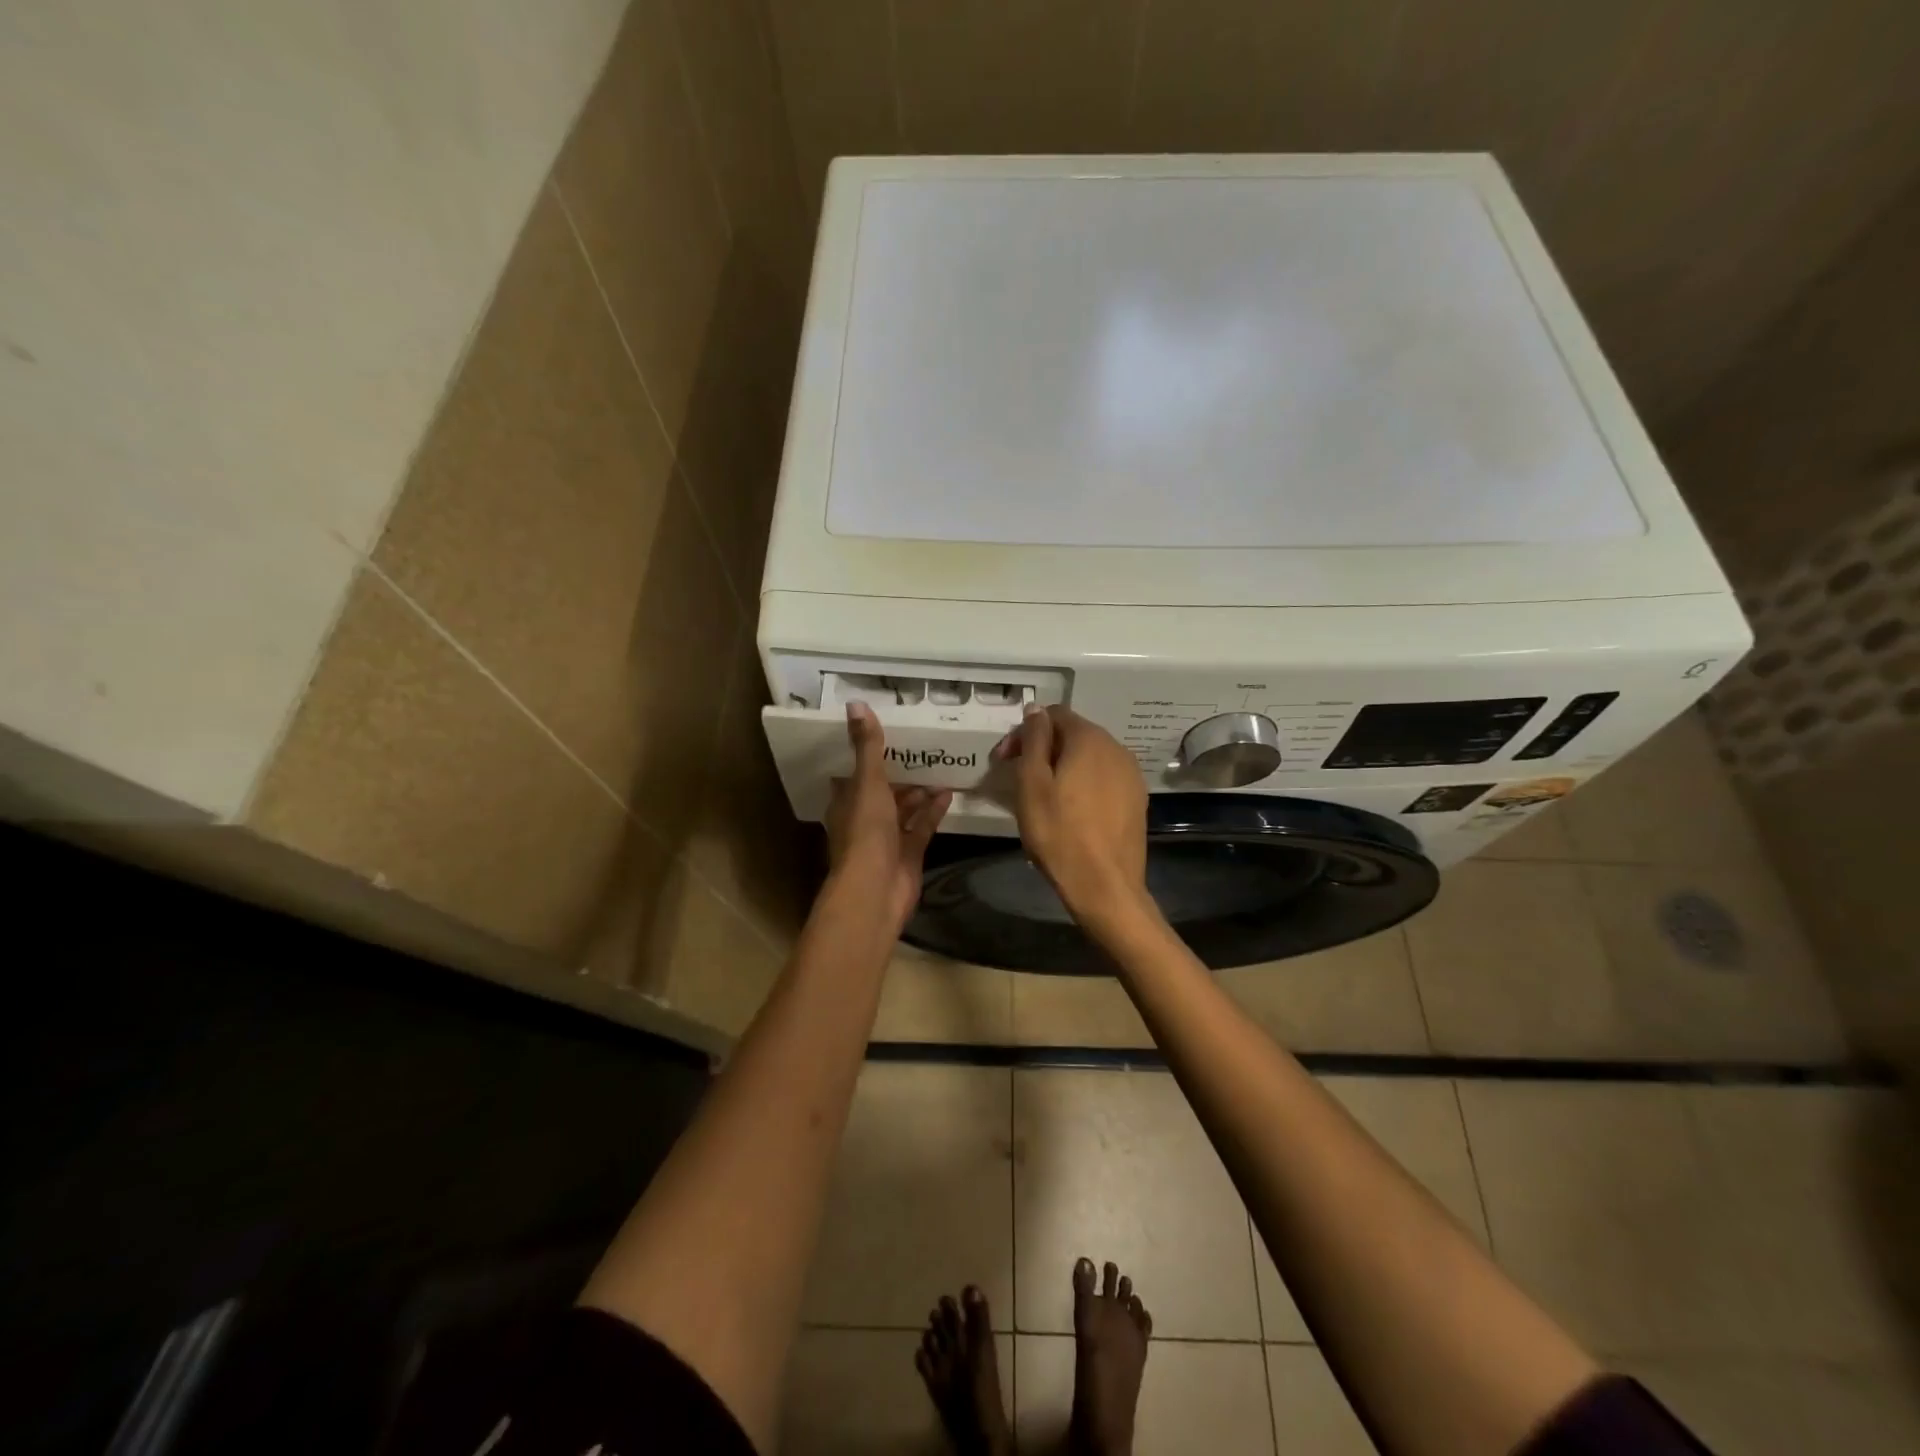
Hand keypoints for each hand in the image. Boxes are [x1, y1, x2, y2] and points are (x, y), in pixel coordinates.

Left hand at [825, 703, 951, 934]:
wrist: (876, 889)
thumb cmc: (865, 832)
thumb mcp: (868, 783)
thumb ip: (867, 746)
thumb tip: (856, 704)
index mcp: (846, 802)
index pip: (852, 774)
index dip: (865, 756)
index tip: (884, 735)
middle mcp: (863, 819)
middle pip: (881, 792)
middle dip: (899, 773)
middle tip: (921, 749)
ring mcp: (886, 839)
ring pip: (903, 810)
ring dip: (919, 792)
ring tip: (939, 768)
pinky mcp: (908, 854)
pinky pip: (921, 827)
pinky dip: (933, 811)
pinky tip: (949, 793)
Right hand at [996, 704, 1148, 920]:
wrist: (1105, 886)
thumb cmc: (1059, 834)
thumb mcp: (1033, 784)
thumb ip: (1034, 740)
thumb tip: (1036, 709)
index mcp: (1090, 739)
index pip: (1054, 714)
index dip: (1024, 732)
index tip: (1004, 760)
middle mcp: (1117, 748)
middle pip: (1073, 734)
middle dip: (1043, 748)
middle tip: (1018, 777)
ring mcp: (1131, 774)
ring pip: (1090, 757)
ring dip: (1063, 766)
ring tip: (1043, 795)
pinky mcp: (1137, 799)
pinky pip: (1104, 778)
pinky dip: (1083, 783)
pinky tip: (1071, 809)